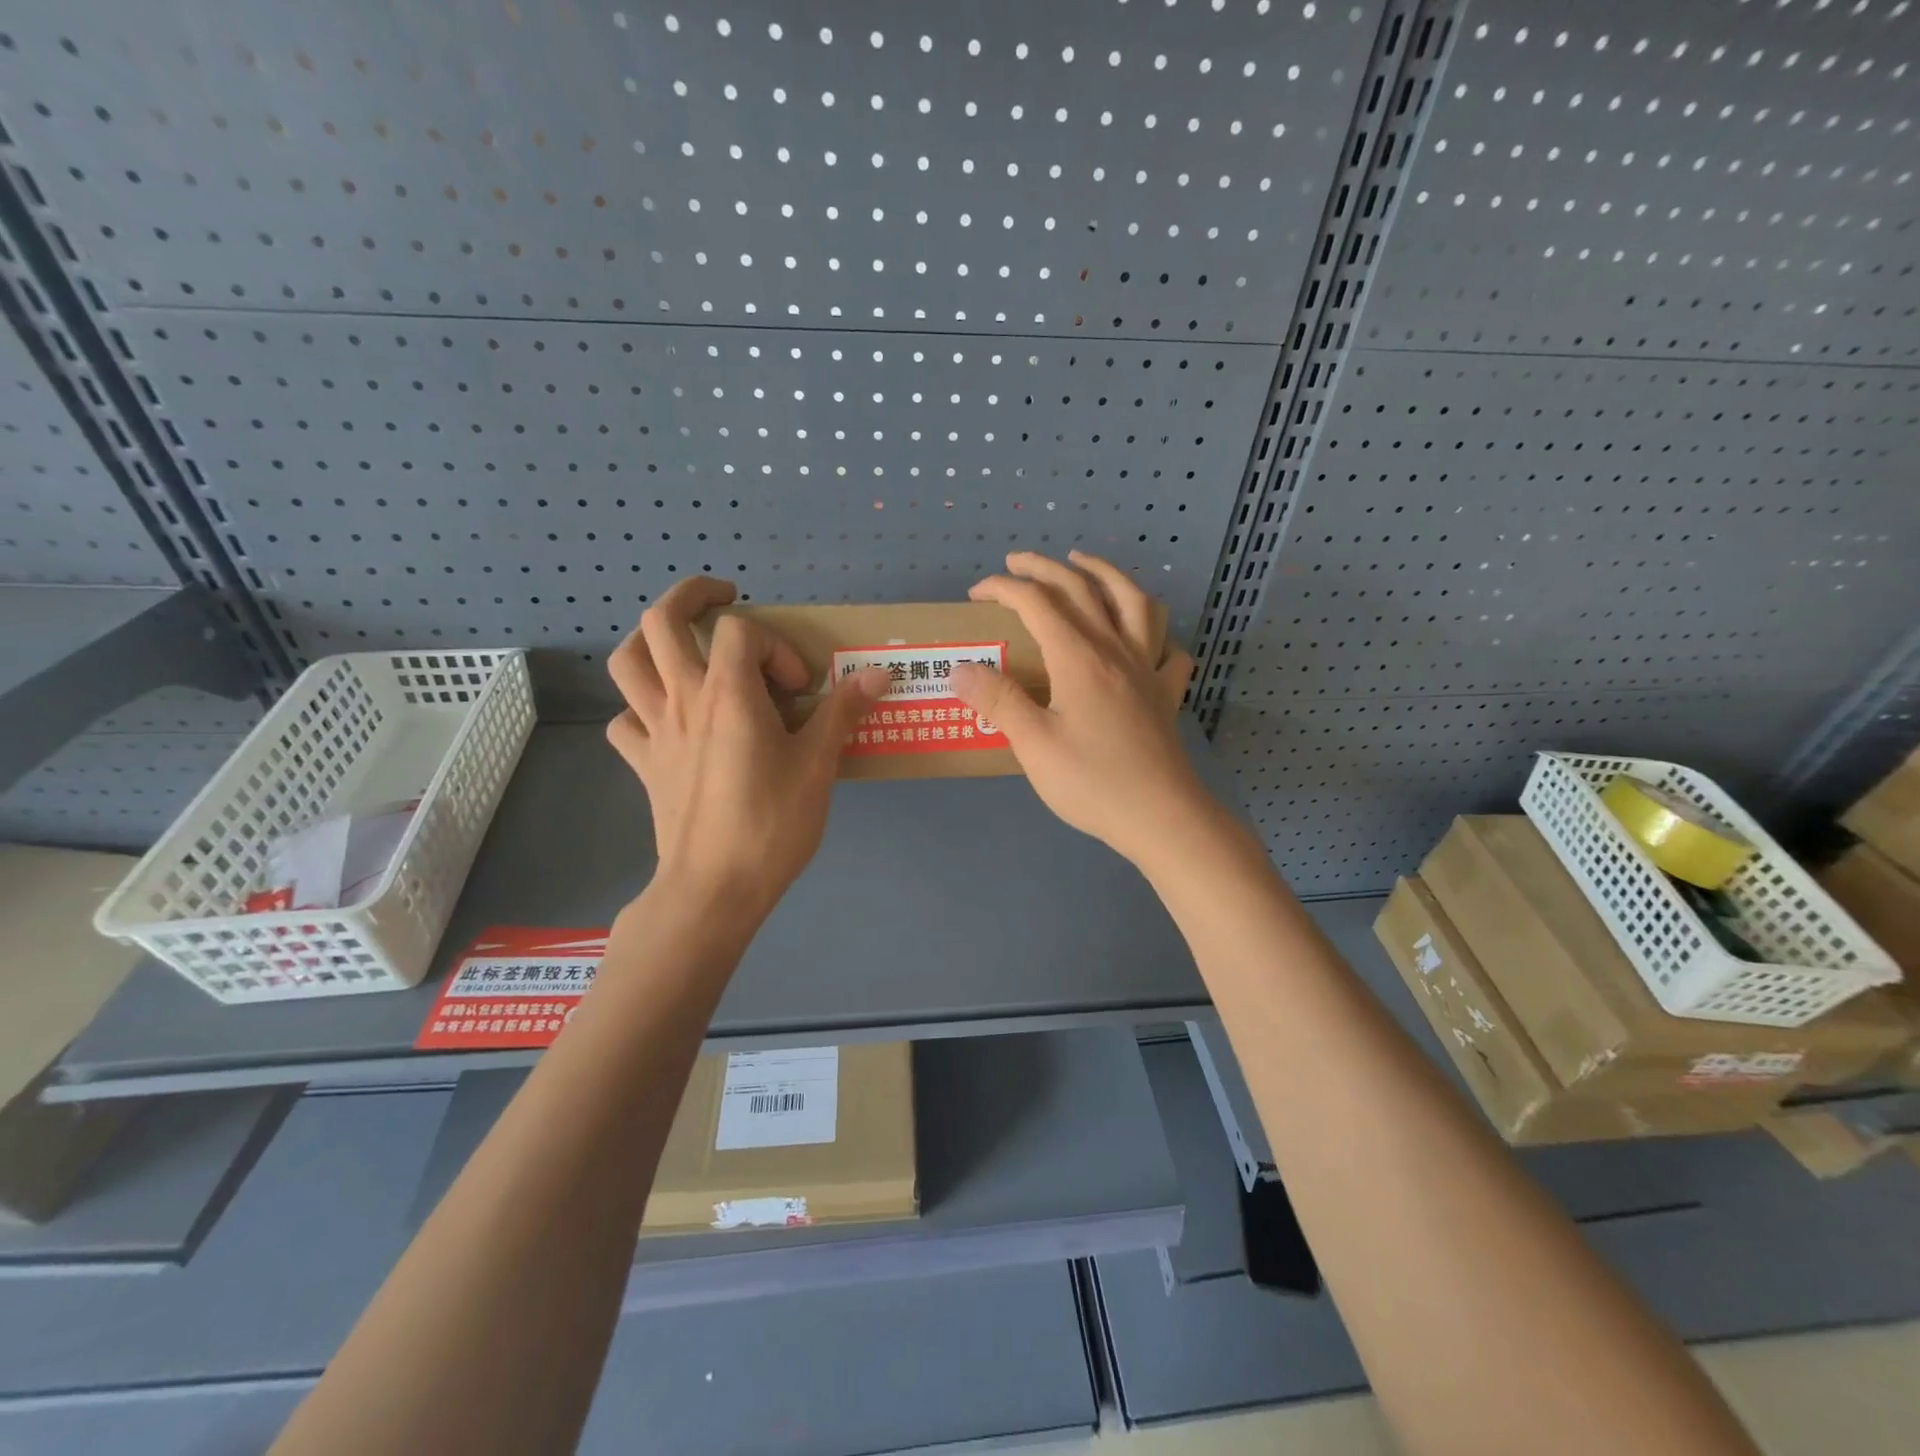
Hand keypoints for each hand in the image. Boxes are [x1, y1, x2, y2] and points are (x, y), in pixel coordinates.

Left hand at [607, 577, 888, 920]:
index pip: (741, 630)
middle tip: (724, 601)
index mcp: (728, 693)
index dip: (776, 646)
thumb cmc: (771, 824)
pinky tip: (670, 722)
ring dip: (652, 643)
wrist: (714, 888)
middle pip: (660, 621)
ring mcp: (655, 731)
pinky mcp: (644, 764)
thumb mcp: (819, 766)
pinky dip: (643, 709)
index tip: (800, 689)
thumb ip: (843, 712)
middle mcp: (683, 699)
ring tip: (686, 649)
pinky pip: (626, 721)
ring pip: (627, 662)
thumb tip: (879, 673)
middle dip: (692, 597)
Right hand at [950, 551, 1209, 868]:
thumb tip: (960, 668)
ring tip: (1087, 565)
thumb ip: (998, 701)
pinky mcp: (1167, 694)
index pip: (1038, 603)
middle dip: (1046, 568)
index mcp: (1079, 657)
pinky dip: (1155, 631)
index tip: (977, 593)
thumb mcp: (1033, 744)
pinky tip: (1145, 636)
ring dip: (1107, 574)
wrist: (1162, 817)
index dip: (1004, 589)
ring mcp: (1148, 669)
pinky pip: (1169, 648)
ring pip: (1135, 602)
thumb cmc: (1093, 782)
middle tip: (1018, 561)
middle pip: (1082, 589)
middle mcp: (1116, 649)